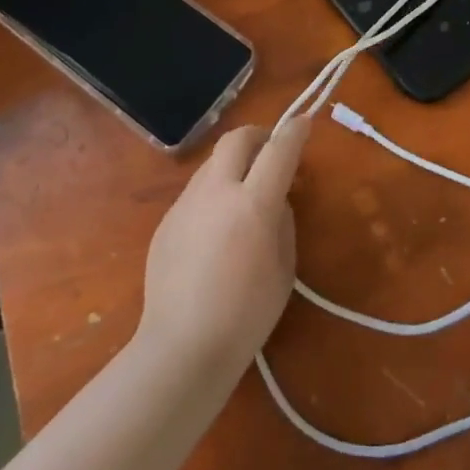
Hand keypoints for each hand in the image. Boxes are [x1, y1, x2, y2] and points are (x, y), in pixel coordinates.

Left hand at [137, 118, 310, 372]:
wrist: (181, 347)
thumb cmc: (246, 315)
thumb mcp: (284, 269)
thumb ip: (283, 223)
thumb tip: (275, 201)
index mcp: (253, 204)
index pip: (279, 151)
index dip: (294, 132)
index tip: (303, 122)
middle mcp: (217, 192)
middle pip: (236, 139)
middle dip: (257, 135)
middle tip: (270, 149)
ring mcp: (186, 204)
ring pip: (212, 164)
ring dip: (233, 165)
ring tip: (242, 193)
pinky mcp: (166, 221)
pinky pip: (196, 193)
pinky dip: (213, 194)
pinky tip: (215, 230)